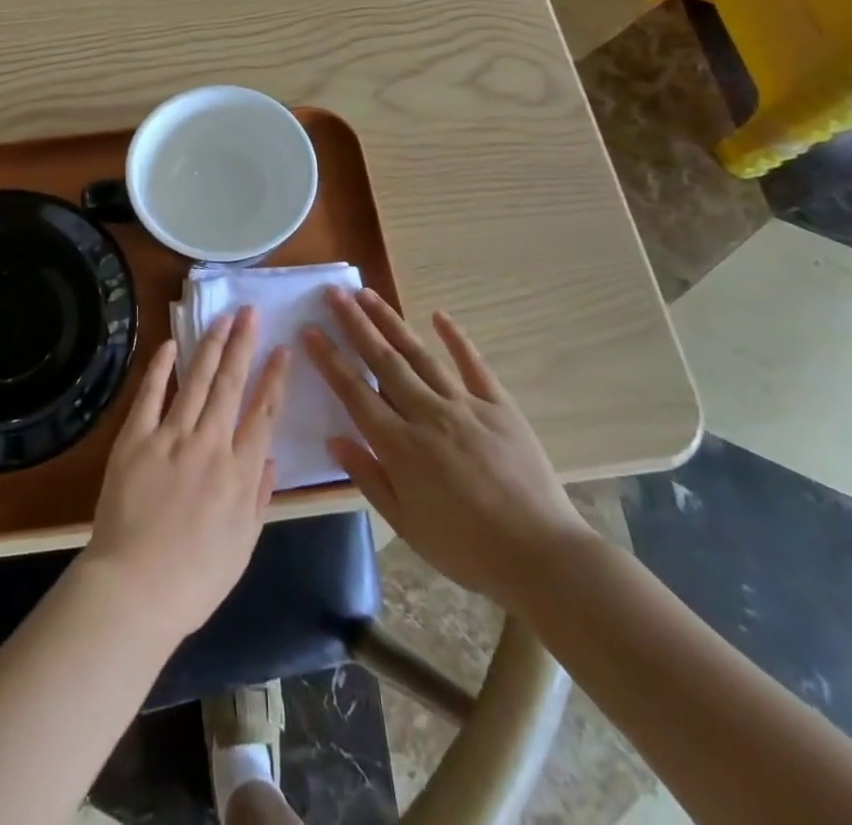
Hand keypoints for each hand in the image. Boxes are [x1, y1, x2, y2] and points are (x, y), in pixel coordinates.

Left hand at [81, 307, 289, 642]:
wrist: (133, 591)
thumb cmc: (194, 580)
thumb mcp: (243, 547)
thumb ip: (259, 498)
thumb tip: (270, 457)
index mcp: (240, 473)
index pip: (263, 412)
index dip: (274, 377)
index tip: (282, 348)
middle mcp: (210, 445)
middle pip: (230, 385)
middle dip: (243, 345)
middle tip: (250, 312)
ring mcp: (170, 438)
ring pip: (196, 381)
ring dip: (211, 346)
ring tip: (222, 318)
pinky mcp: (135, 439)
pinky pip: (150, 395)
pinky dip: (161, 367)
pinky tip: (171, 344)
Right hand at [304, 288, 591, 609]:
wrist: (542, 558)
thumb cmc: (466, 549)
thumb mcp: (407, 525)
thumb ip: (368, 477)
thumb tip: (334, 438)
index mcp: (401, 447)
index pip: (355, 393)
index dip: (330, 360)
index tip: (310, 330)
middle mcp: (428, 415)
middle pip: (384, 361)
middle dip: (355, 325)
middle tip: (333, 293)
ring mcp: (465, 406)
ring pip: (420, 355)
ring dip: (391, 322)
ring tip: (368, 294)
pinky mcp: (499, 406)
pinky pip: (474, 365)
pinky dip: (456, 338)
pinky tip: (439, 315)